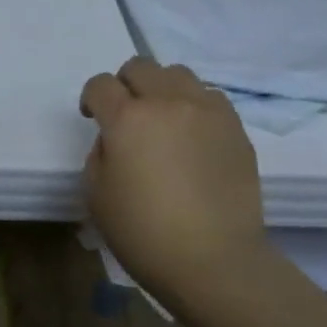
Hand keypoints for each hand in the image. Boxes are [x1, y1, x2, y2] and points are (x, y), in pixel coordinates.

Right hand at [80, 58, 268, 294]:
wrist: (213, 259)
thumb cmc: (142, 232)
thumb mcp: (96, 194)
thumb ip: (100, 154)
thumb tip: (116, 140)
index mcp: (127, 119)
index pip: (100, 85)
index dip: (91, 99)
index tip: (92, 118)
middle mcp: (168, 103)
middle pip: (140, 66)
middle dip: (125, 84)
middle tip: (126, 115)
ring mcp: (207, 112)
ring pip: (178, 74)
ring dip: (162, 89)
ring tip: (163, 119)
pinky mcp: (235, 128)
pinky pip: (210, 97)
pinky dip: (194, 105)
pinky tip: (192, 135)